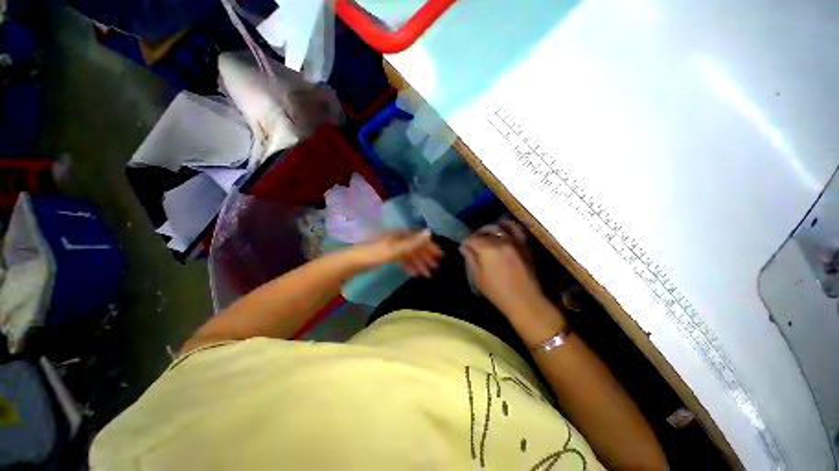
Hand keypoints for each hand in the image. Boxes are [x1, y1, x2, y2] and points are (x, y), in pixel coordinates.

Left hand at [348, 230, 442, 276]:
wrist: (350, 263)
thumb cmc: (373, 255)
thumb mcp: (394, 250)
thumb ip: (412, 243)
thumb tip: (430, 232)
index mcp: (400, 236)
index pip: (419, 239)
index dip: (430, 247)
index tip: (441, 256)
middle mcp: (397, 239)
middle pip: (415, 247)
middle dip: (426, 257)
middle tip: (437, 268)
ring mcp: (392, 248)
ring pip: (409, 255)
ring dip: (419, 264)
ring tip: (428, 275)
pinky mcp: (387, 256)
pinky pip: (402, 260)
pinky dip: (409, 266)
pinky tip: (414, 273)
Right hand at [460, 219, 543, 313]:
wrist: (525, 301)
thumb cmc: (497, 292)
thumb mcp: (478, 278)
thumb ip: (470, 259)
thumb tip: (462, 247)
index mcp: (487, 249)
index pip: (472, 239)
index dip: (466, 242)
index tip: (464, 247)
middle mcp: (501, 241)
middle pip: (485, 231)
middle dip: (477, 234)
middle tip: (474, 242)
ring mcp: (514, 241)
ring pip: (500, 226)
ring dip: (491, 228)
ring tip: (487, 233)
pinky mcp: (524, 245)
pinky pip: (518, 229)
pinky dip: (510, 225)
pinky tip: (504, 229)